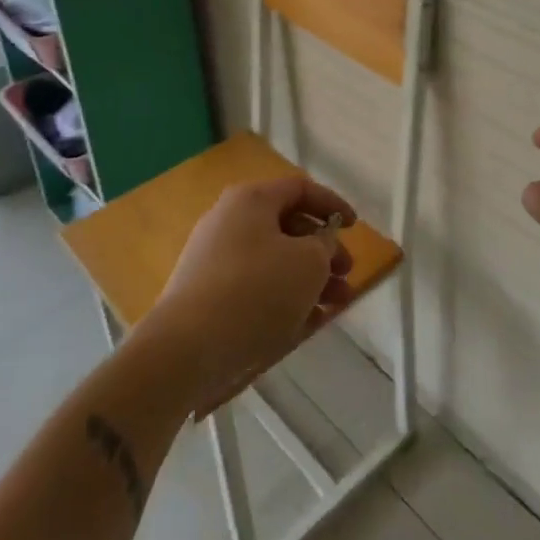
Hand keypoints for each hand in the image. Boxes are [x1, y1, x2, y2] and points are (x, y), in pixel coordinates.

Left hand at [142, 176, 355, 408]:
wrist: (184, 350)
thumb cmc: (256, 291)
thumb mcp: (308, 263)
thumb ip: (324, 246)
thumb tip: (319, 243)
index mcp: (251, 200)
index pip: (300, 189)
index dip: (332, 204)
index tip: (354, 227)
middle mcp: (229, 221)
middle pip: (288, 227)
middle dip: (323, 252)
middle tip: (347, 276)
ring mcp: (214, 259)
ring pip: (274, 261)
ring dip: (309, 280)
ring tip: (335, 306)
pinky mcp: (207, 296)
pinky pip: (255, 288)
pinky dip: (283, 298)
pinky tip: (307, 324)